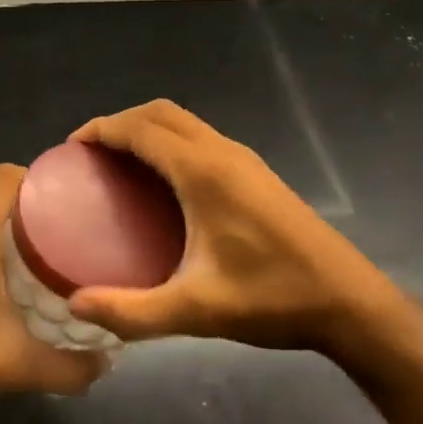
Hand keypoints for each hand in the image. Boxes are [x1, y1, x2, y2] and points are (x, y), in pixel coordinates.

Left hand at [0, 165, 107, 423]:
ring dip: (28, 237)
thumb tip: (110, 361)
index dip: (41, 176)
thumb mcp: (17, 366)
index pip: (7, 177)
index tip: (76, 195)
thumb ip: (69, 366)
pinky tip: (34, 287)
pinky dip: (10, 256)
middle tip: (84, 233)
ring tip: (67, 259)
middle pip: (7, 201)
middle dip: (45, 211)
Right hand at [66, 100, 399, 353]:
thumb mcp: (196, 310)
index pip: (141, 129)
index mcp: (203, 171)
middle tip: (91, 154)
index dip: (102, 129)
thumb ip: (133, 310)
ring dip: (146, 127)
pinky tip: (162, 181)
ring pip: (182, 121)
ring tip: (119, 162)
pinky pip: (198, 136)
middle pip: (159, 112)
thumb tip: (76, 304)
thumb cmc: (272, 300)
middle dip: (120, 122)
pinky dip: (168, 139)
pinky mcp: (254, 171)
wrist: (351, 303)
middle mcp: (220, 152)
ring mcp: (242, 158)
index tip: (71, 147)